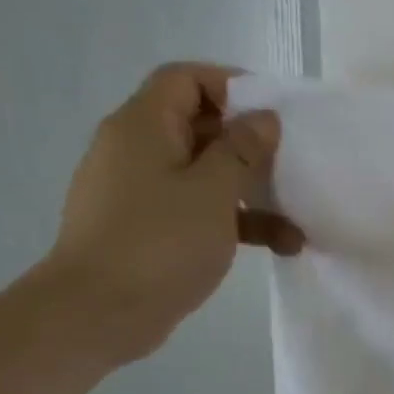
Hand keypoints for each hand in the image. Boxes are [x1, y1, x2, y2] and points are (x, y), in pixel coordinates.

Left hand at [37, 62, 303, 364]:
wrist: (97, 313)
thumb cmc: (159, 242)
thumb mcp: (213, 191)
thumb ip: (241, 150)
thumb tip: (263, 119)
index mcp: (144, 127)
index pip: (185, 79)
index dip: (231, 85)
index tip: (274, 112)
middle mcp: (137, 150)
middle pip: (199, 126)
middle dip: (250, 145)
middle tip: (291, 164)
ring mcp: (141, 191)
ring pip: (205, 174)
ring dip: (252, 193)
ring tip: (296, 223)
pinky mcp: (149, 228)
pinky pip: (198, 210)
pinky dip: (235, 222)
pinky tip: (278, 246)